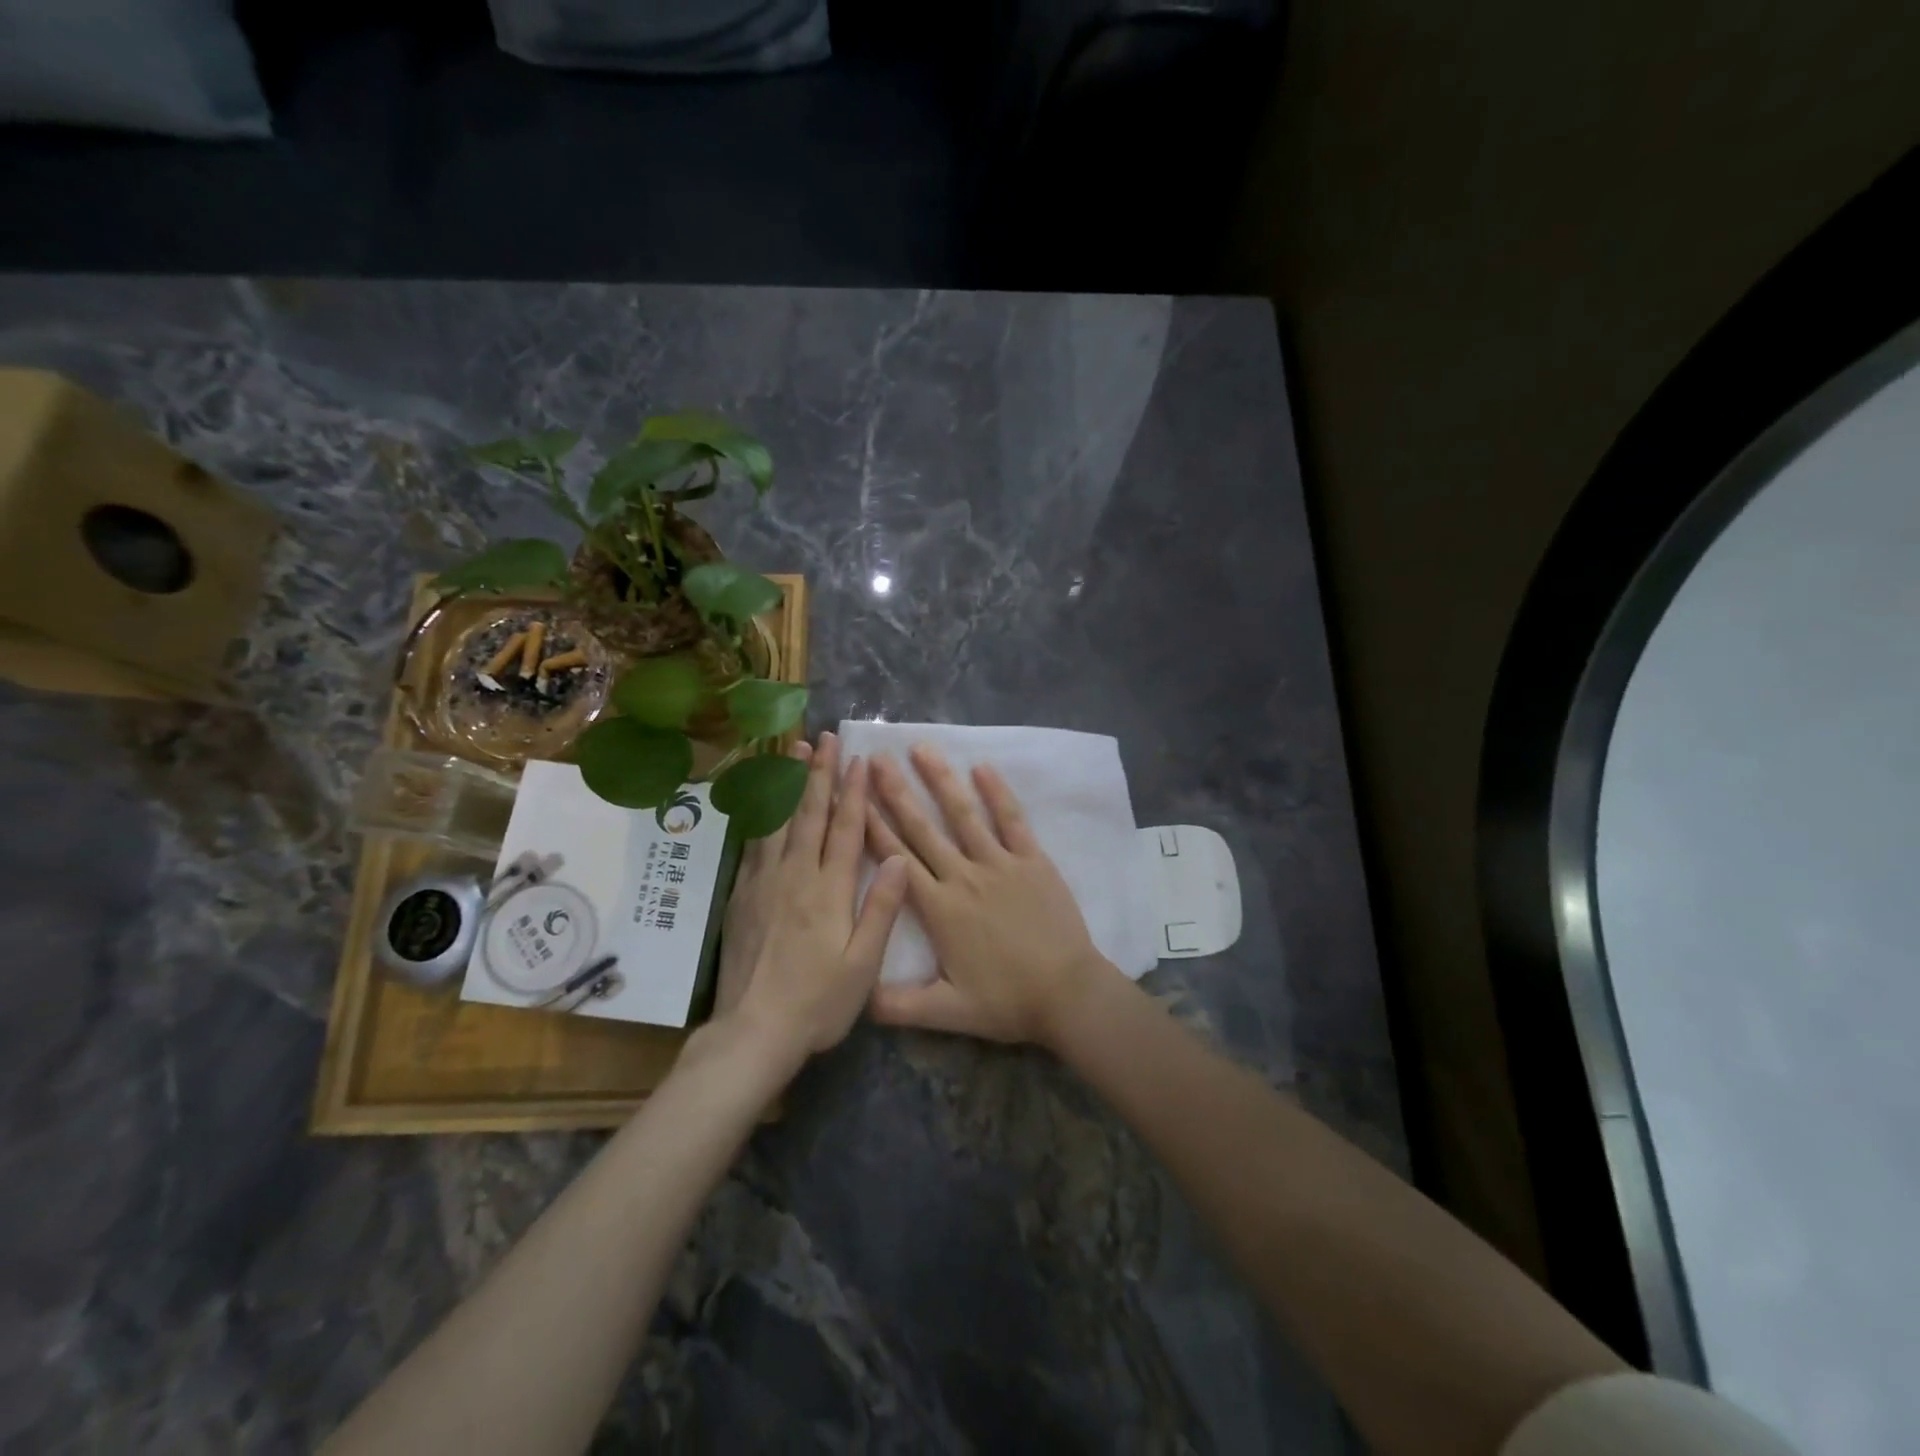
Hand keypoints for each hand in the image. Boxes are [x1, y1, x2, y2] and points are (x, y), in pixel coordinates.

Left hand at [715, 732, 908, 1057]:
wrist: (753, 1031)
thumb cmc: (818, 1002)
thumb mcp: (862, 965)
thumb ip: (881, 908)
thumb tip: (898, 857)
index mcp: (829, 891)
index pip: (845, 829)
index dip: (853, 792)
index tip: (858, 760)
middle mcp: (795, 876)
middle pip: (809, 814)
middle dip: (818, 773)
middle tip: (824, 739)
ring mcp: (763, 882)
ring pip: (777, 821)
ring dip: (787, 783)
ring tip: (792, 751)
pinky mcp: (741, 895)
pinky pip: (753, 842)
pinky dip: (761, 813)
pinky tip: (763, 801)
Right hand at [864, 746, 1118, 1047]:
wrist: (1067, 993)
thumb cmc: (1006, 1002)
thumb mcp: (946, 1013)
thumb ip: (898, 1006)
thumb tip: (855, 998)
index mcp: (938, 908)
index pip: (896, 859)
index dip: (872, 827)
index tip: (853, 796)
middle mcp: (963, 876)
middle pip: (922, 828)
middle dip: (895, 792)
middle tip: (875, 758)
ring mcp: (1000, 864)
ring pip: (963, 815)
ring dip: (940, 780)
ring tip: (921, 748)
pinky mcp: (1032, 861)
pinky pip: (1012, 820)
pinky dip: (998, 793)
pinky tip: (982, 766)